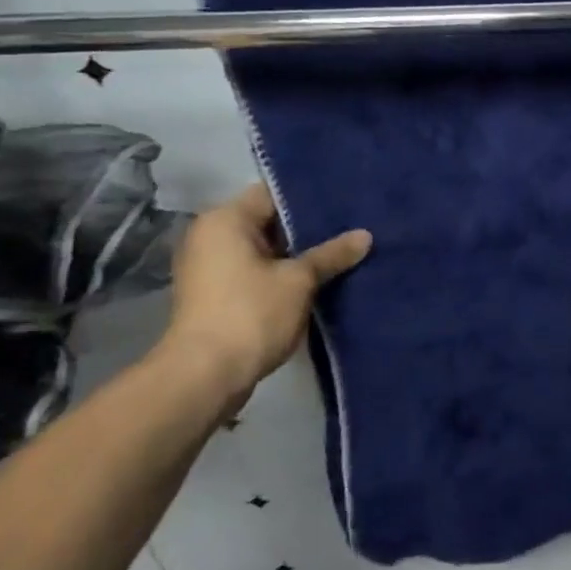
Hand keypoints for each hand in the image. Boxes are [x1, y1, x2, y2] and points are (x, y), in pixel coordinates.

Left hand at [159, 184, 370, 400]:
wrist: (205, 376)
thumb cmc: (251, 314)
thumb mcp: (299, 281)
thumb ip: (331, 254)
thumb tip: (365, 235)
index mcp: (225, 219)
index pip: (274, 193)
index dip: (311, 197)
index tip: (346, 201)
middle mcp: (211, 235)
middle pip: (268, 220)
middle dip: (308, 228)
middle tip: (351, 227)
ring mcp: (210, 266)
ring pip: (264, 249)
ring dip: (297, 254)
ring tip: (341, 252)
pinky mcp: (215, 293)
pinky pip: (255, 270)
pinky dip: (281, 273)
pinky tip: (317, 278)